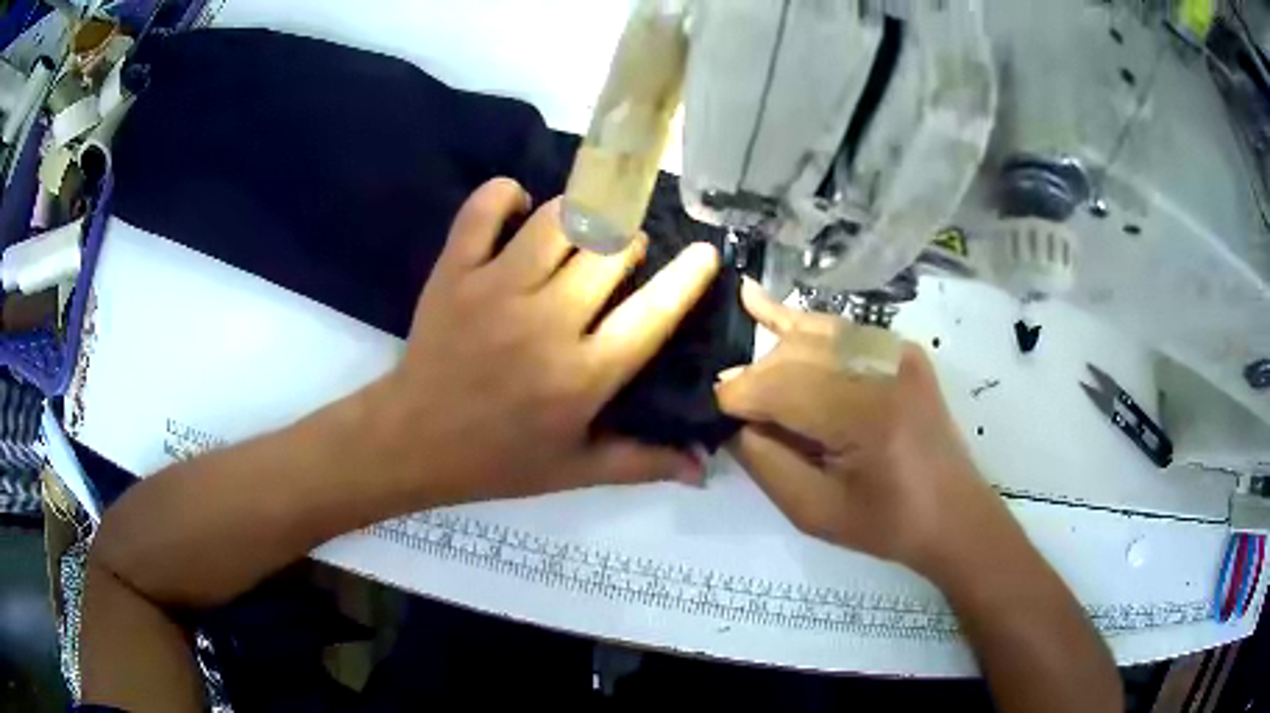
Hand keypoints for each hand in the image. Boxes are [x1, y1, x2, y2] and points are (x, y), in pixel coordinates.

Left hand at [375, 178, 718, 506]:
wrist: (413, 441)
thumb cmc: (498, 460)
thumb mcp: (575, 471)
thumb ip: (643, 463)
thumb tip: (704, 468)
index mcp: (583, 375)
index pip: (653, 314)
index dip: (687, 277)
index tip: (705, 253)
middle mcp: (547, 323)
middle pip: (609, 251)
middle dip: (629, 243)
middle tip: (623, 253)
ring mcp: (496, 290)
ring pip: (558, 220)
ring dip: (582, 214)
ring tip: (581, 229)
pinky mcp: (454, 272)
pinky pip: (485, 209)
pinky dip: (506, 194)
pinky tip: (518, 206)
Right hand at [717, 279, 1007, 576]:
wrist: (954, 512)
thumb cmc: (886, 523)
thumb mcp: (813, 511)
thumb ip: (764, 461)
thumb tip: (732, 419)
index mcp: (865, 415)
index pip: (779, 387)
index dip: (736, 398)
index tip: (708, 413)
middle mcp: (882, 367)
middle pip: (793, 353)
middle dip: (754, 376)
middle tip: (731, 407)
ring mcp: (895, 350)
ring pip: (812, 333)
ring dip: (773, 351)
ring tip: (739, 364)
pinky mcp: (900, 349)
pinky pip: (838, 332)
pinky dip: (801, 327)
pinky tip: (761, 305)